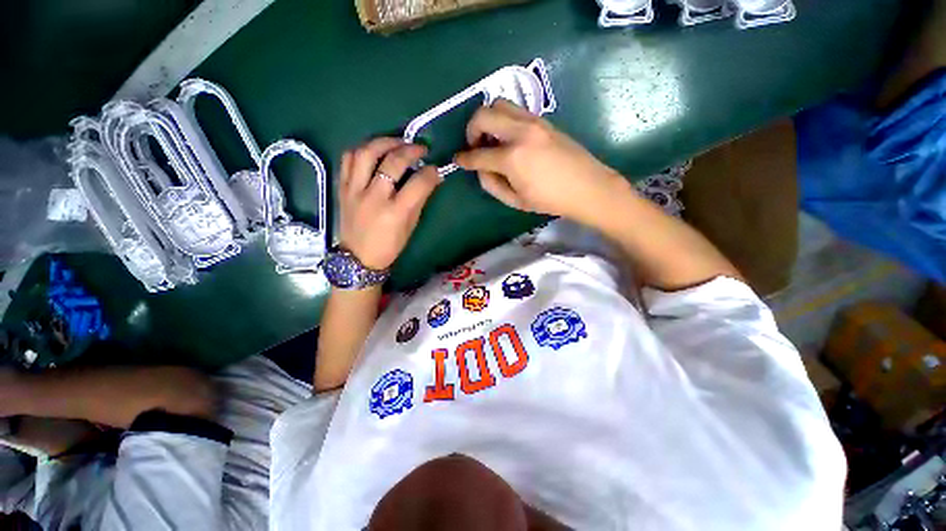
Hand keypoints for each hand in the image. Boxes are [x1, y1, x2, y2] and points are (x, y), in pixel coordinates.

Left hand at [339, 138, 442, 269]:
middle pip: (392, 162)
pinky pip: (348, 159)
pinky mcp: (342, 187)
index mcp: (395, 212)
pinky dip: (362, 149)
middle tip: (420, 148)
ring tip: (397, 142)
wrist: (358, 257)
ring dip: (384, 142)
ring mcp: (354, 190)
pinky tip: (374, 150)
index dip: (430, 173)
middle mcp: (374, 197)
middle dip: (410, 150)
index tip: (435, 169)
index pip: (418, 184)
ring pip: (366, 153)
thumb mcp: (410, 226)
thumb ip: (420, 200)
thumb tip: (432, 178)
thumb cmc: (389, 246)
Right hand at [454, 99, 627, 223]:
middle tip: (475, 146)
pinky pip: (516, 110)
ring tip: (492, 139)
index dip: (464, 159)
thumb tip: (479, 169)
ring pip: (499, 103)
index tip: (457, 160)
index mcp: (512, 158)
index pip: (478, 154)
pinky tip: (509, 137)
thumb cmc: (550, 200)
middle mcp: (520, 133)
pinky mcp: (543, 120)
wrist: (587, 187)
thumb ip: (492, 184)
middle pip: (483, 115)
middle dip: (471, 129)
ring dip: (488, 119)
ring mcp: (534, 122)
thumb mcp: (516, 200)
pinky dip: (504, 119)